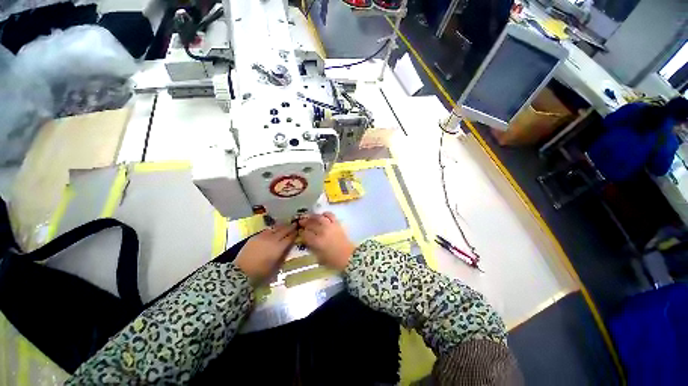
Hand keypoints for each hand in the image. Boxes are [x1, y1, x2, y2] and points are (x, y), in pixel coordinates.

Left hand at [235, 223, 297, 282]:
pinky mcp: (255, 236)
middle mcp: (272, 239)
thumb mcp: (276, 267)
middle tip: (295, 224)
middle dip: (290, 227)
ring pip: (275, 228)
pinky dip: (272, 229)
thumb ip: (283, 255)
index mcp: (279, 247)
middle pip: (284, 230)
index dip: (295, 234)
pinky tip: (273, 229)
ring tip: (285, 225)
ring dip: (282, 226)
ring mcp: (263, 237)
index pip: (290, 238)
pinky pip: (266, 230)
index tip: (298, 231)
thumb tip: (288, 248)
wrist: (240, 272)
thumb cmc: (260, 273)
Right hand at [299, 212, 354, 270]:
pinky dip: (325, 214)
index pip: (305, 233)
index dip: (302, 232)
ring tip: (310, 217)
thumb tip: (306, 240)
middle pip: (311, 224)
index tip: (300, 231)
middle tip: (301, 222)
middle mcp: (322, 232)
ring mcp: (330, 226)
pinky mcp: (337, 224)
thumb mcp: (318, 257)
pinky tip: (322, 215)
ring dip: (313, 216)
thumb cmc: (333, 260)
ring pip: (319, 217)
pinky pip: (330, 215)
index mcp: (317, 242)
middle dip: (305, 222)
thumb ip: (311, 247)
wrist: (348, 256)